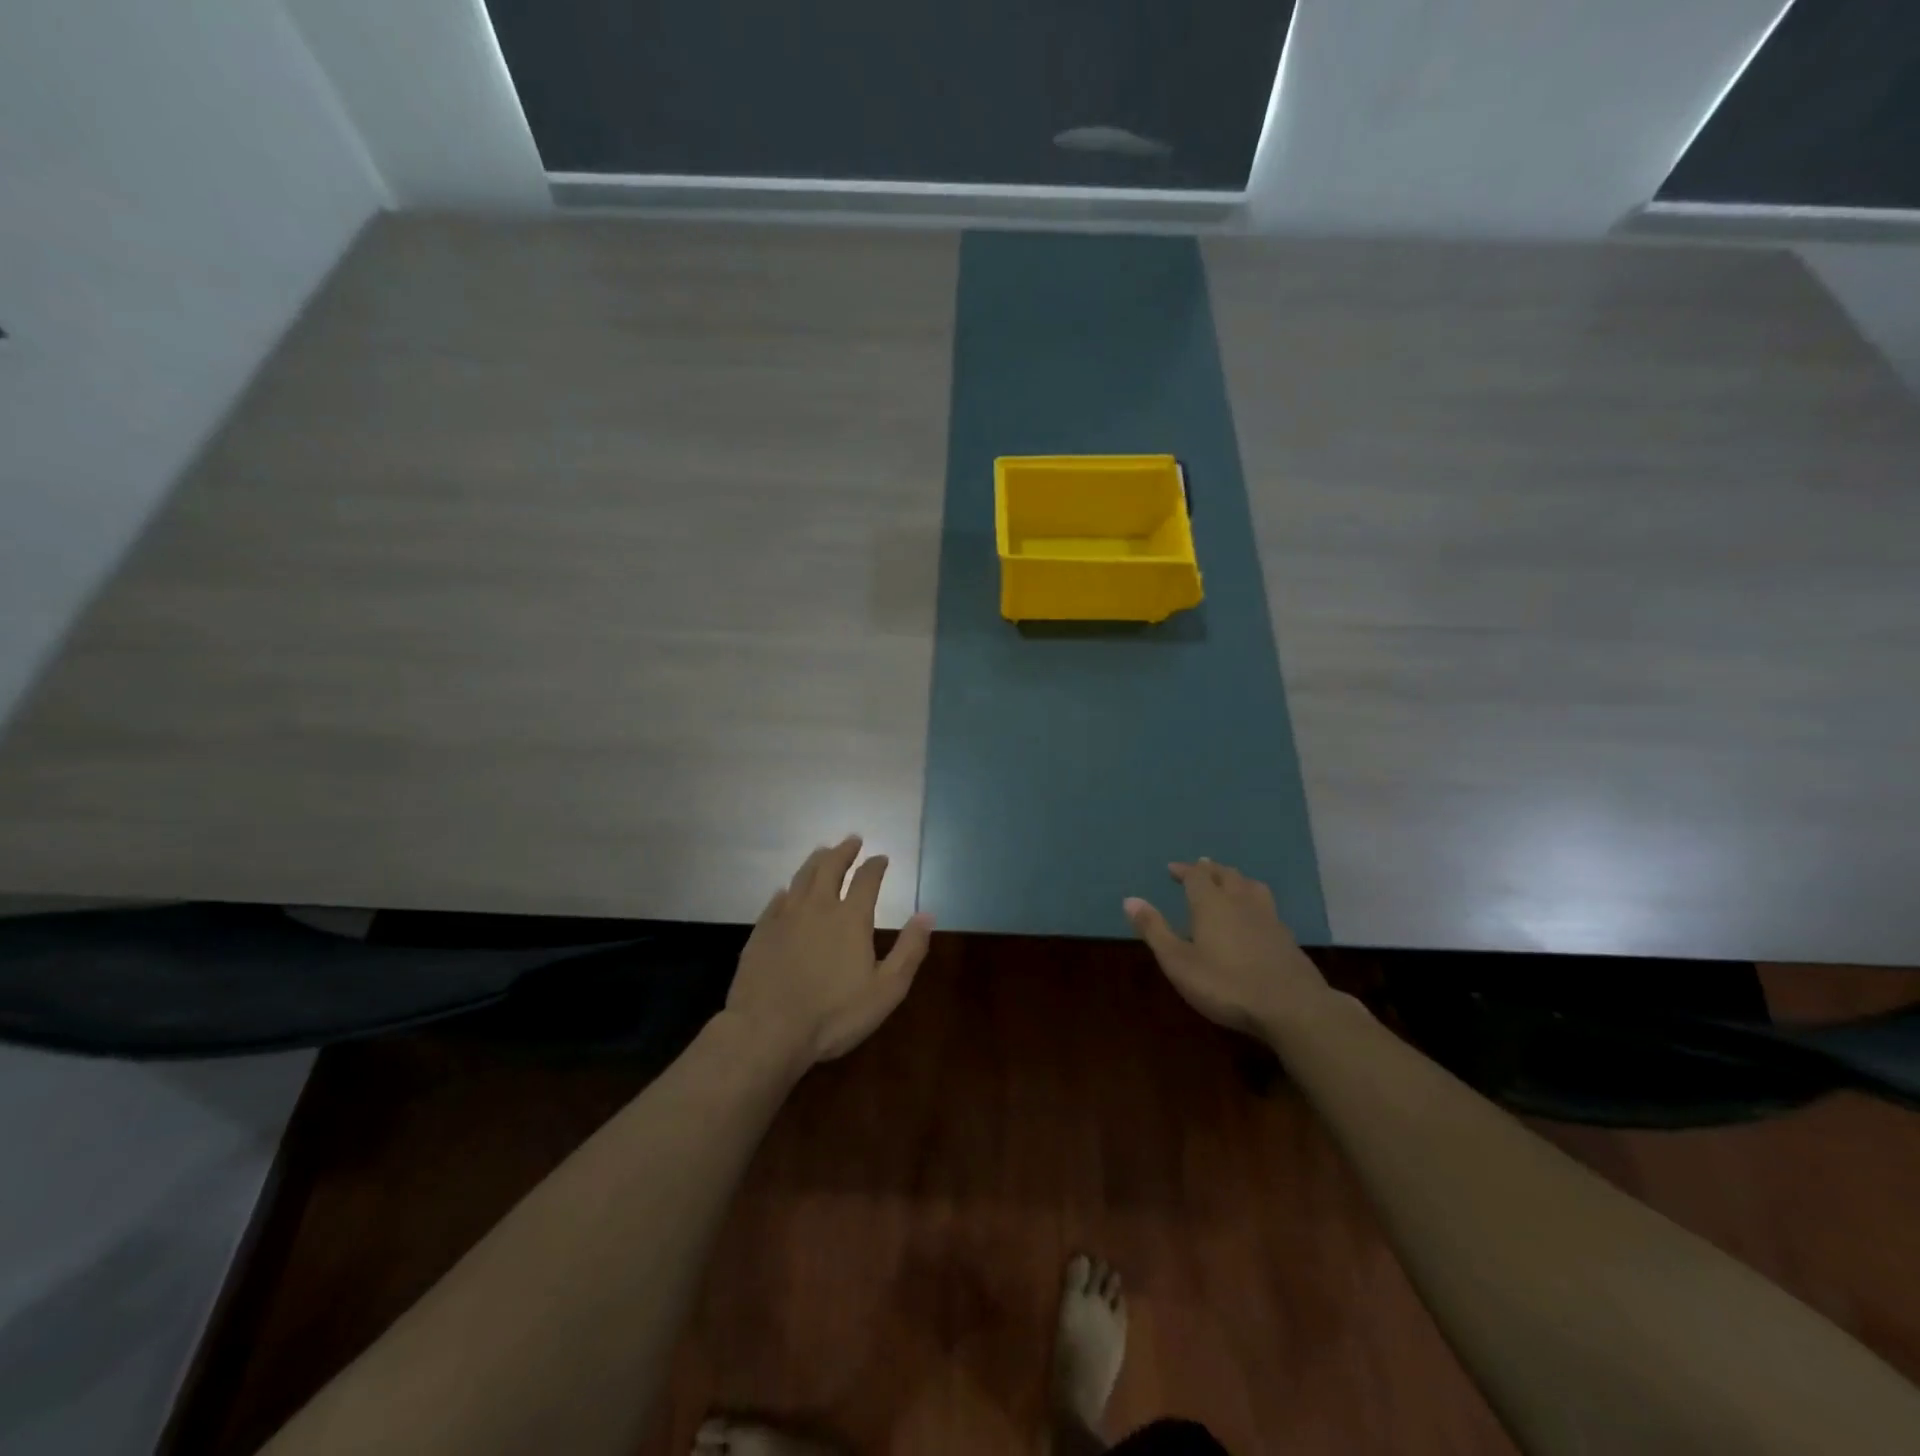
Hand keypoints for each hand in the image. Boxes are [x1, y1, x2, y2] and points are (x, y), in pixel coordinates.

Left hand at [726, 835, 934, 1069]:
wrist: (768, 1030)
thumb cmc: (834, 1014)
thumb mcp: (886, 989)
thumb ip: (909, 950)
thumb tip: (927, 914)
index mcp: (851, 918)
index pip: (867, 879)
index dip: (876, 865)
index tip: (882, 857)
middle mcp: (818, 907)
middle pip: (830, 867)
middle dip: (844, 851)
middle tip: (852, 840)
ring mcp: (786, 917)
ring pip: (802, 877)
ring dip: (816, 860)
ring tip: (823, 851)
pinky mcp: (761, 932)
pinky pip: (776, 900)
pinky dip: (787, 890)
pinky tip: (786, 890)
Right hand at [1125, 859, 1326, 1034]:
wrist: (1290, 1007)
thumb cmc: (1225, 984)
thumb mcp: (1178, 961)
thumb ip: (1154, 930)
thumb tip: (1130, 900)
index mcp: (1211, 903)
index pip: (1196, 875)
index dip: (1183, 870)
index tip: (1172, 869)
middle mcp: (1240, 901)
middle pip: (1225, 874)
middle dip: (1209, 869)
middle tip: (1199, 868)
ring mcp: (1268, 917)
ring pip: (1251, 885)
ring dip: (1236, 878)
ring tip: (1230, 881)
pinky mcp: (1286, 937)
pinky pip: (1267, 905)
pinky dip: (1254, 899)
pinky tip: (1255, 914)